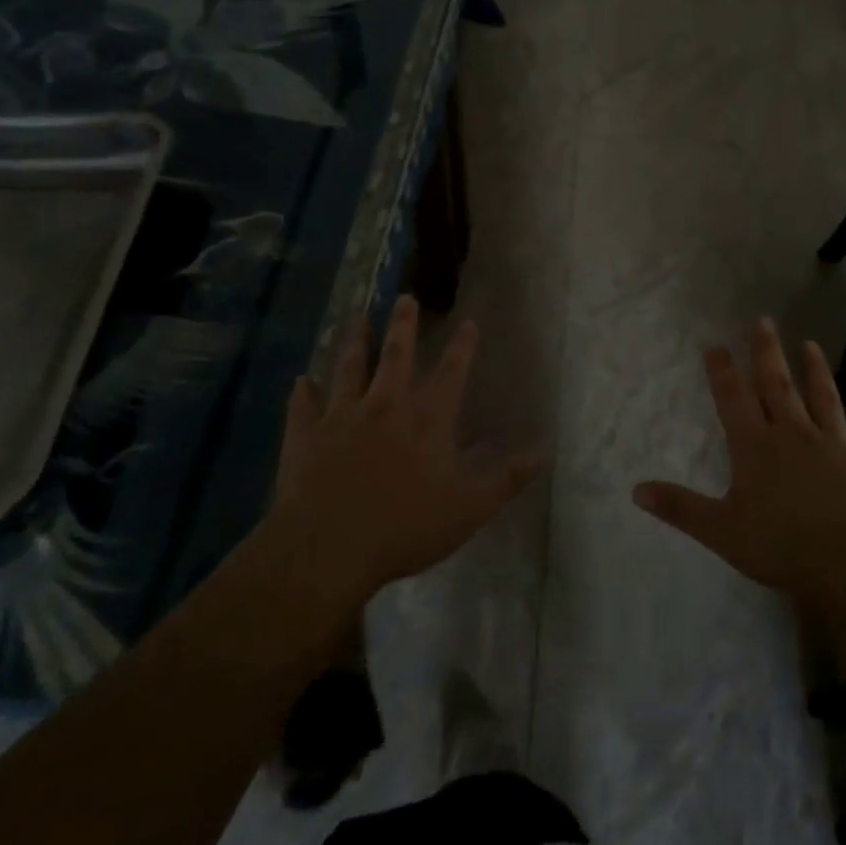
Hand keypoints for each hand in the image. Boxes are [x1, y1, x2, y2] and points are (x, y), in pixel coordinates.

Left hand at [261, 297, 538, 606]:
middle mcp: (385, 406)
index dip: (462, 347)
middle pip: (396, 356)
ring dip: (354, 343)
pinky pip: (304, 405)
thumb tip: (543, 453)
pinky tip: (302, 381)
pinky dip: (304, 392)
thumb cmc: (405, 527)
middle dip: (403, 325)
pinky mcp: (305, 434)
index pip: (451, 373)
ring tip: (357, 319)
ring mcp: (341, 417)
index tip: (468, 322)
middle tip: (404, 298)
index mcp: (427, 420)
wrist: (329, 547)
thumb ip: (506, 479)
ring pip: (349, 368)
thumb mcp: (469, 508)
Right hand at [633, 319, 845, 608]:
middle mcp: (795, 434)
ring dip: (816, 371)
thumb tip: (636, 490)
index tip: (716, 344)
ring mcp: (836, 445)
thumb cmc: (781, 546)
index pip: (734, 399)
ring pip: (824, 399)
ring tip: (810, 344)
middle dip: (767, 353)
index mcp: (756, 447)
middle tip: (763, 320)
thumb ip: (680, 507)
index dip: (722, 371)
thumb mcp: (720, 531)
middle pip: (778, 386)